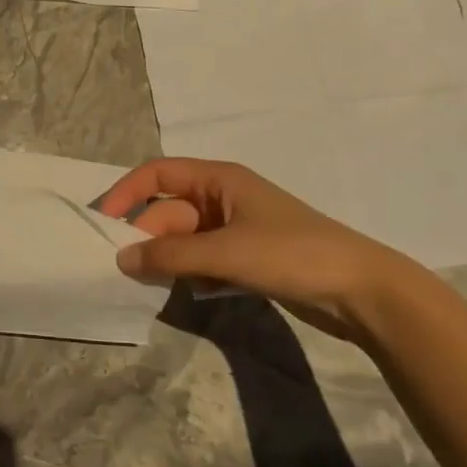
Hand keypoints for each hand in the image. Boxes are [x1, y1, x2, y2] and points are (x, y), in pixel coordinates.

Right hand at [97, 158, 422, 340]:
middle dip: (147, 237)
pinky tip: (192, 293)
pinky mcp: (246, 259)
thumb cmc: (291, 255)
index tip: (104, 222)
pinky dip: (191, 274)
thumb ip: (170, 255)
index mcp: (219, 179)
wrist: (361, 291)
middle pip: (168, 211)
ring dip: (167, 259)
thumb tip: (121, 259)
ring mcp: (235, 230)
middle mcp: (223, 199)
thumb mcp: (225, 251)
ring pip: (183, 239)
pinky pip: (202, 260)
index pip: (158, 174)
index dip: (127, 193)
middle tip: (127, 270)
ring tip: (153, 285)